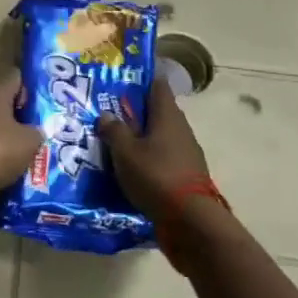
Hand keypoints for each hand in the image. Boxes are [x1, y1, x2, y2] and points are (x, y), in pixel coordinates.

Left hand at [0, 72, 42, 202]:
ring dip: (13, 140)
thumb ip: (38, 131)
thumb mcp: (29, 140)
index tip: (51, 103)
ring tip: (38, 154)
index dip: (34, 88)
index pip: (17, 78)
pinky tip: (18, 169)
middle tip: (49, 131)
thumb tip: (36, 132)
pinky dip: (0, 157)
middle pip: (7, 105)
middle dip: (26, 118)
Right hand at [98, 77, 211, 231]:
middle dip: (135, 111)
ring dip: (141, 136)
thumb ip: (114, 130)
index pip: (157, 85)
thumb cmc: (155, 175)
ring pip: (160, 136)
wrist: (190, 220)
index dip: (141, 78)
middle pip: (157, 111)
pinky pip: (163, 157)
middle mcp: (180, 129)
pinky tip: (131, 167)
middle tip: (109, 112)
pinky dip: (148, 157)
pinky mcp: (186, 174)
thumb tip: (106, 115)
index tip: (122, 77)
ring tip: (115, 141)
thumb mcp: (125, 152)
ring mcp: (186, 153)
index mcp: (167, 115)